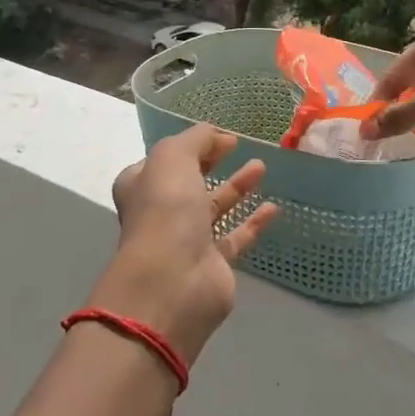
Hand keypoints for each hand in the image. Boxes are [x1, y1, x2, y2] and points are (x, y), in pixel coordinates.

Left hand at [90, 124, 276, 367]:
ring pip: (214, 207)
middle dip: (212, 162)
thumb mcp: (173, 156)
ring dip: (236, 186)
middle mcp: (160, 211)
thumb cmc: (165, 209)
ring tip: (261, 166)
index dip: (190, 145)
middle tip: (238, 146)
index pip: (164, 160)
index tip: (220, 136)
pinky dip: (253, 221)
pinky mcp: (213, 263)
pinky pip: (235, 236)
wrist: (173, 279)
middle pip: (190, 181)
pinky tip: (273, 207)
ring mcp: (186, 239)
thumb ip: (195, 139)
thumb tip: (218, 135)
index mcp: (141, 185)